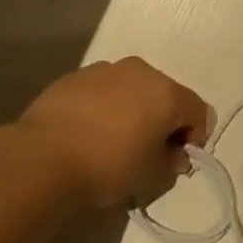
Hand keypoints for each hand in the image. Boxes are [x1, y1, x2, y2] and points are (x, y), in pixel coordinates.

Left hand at [13, 58, 213, 208]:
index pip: (198, 111)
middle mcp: (139, 71)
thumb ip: (171, 161)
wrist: (44, 157)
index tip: (178, 160)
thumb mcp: (151, 174)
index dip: (195, 137)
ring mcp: (104, 69)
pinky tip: (90, 131)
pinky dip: (106, 106)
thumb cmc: (108, 166)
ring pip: (132, 89)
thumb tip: (175, 155)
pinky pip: (103, 90)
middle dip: (164, 120)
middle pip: (165, 94)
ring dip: (134, 110)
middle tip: (150, 150)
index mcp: (166, 92)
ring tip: (116, 140)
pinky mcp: (75, 76)